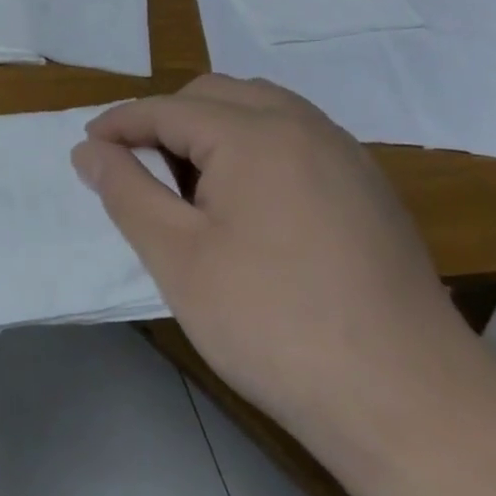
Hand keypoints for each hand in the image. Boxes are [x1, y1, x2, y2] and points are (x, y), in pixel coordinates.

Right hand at [72, 75, 482, 467]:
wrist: (409, 400)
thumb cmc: (273, 324)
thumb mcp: (178, 258)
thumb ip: (126, 192)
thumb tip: (89, 149)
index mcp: (254, 133)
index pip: (167, 108)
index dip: (120, 123)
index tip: (86, 148)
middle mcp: (303, 124)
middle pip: (214, 94)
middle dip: (166, 120)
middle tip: (138, 170)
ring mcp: (344, 153)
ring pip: (259, 109)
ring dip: (212, 130)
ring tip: (190, 186)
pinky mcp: (368, 187)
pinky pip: (295, 137)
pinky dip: (254, 148)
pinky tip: (248, 205)